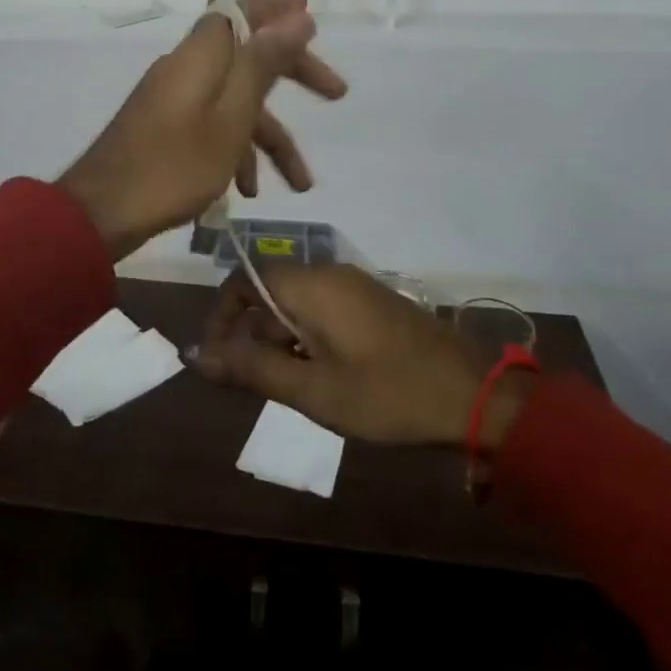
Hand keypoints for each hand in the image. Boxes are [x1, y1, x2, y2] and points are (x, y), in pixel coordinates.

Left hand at [56, 0, 346, 260]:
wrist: (102, 212)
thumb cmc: (174, 165)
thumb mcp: (232, 116)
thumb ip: (264, 63)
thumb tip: (297, 16)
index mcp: (200, 55)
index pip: (242, 12)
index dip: (277, 8)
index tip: (311, 10)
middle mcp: (186, 68)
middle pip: (247, 57)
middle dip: (293, 76)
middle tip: (337, 94)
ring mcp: (172, 99)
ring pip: (234, 102)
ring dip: (268, 137)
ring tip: (300, 184)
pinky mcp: (163, 128)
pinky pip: (211, 126)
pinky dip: (235, 151)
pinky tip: (246, 191)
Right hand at [190, 264, 528, 449]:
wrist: (474, 396)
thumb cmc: (388, 394)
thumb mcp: (314, 390)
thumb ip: (252, 369)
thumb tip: (196, 355)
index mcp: (311, 285)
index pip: (244, 281)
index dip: (223, 318)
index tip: (219, 362)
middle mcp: (329, 274)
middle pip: (269, 293)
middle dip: (254, 336)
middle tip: (261, 387)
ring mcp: (355, 287)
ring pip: (296, 305)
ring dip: (282, 342)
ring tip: (296, 390)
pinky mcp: (373, 304)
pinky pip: (324, 312)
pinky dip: (309, 340)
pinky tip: (325, 379)